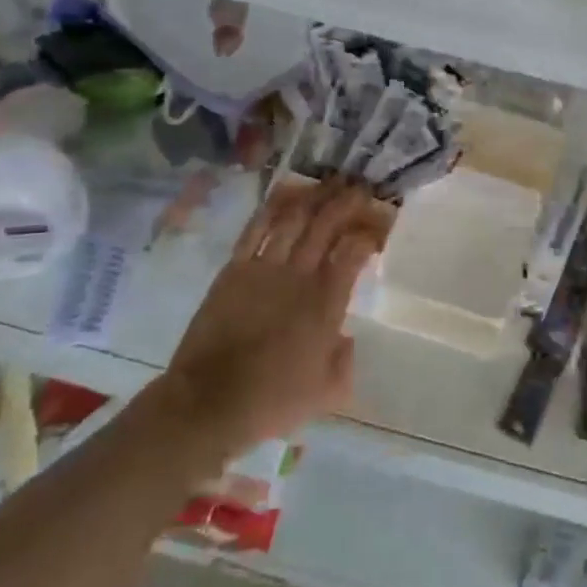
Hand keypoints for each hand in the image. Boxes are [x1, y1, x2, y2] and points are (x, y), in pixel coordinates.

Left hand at [163, 179, 381, 458]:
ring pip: (293, 220)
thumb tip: (346, 339)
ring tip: (328, 183)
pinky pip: (255, 230)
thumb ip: (345, 361)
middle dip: (346, 202)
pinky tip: (285, 194)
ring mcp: (264, 268)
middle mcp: (300, 276)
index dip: (368, 233)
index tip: (377, 227)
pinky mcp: (234, 270)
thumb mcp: (327, 392)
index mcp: (327, 303)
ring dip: (313, 197)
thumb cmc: (272, 401)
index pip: (354, 252)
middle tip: (359, 187)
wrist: (209, 404)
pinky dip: (272, 208)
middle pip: (326, 225)